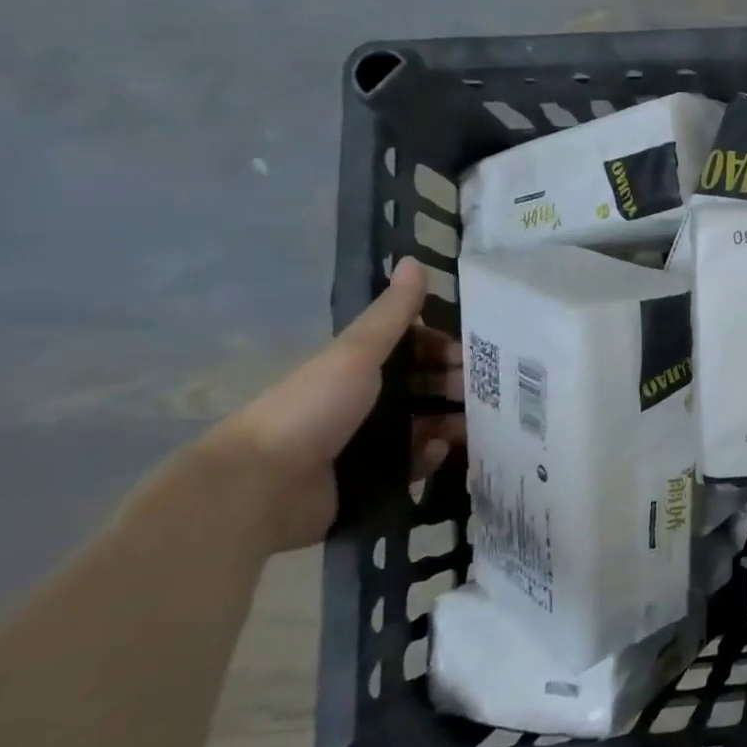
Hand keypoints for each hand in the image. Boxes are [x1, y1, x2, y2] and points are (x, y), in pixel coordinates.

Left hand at [210, 259, 465, 552]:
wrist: (262, 486)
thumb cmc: (311, 408)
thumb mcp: (356, 353)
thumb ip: (392, 314)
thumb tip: (414, 261)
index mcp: (357, 366)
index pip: (412, 348)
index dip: (443, 347)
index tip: (472, 355)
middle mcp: (363, 400)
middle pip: (422, 387)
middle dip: (455, 387)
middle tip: (484, 394)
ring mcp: (365, 441)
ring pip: (423, 424)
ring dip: (451, 422)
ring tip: (475, 427)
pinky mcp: (369, 479)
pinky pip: (412, 464)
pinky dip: (430, 456)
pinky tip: (440, 452)